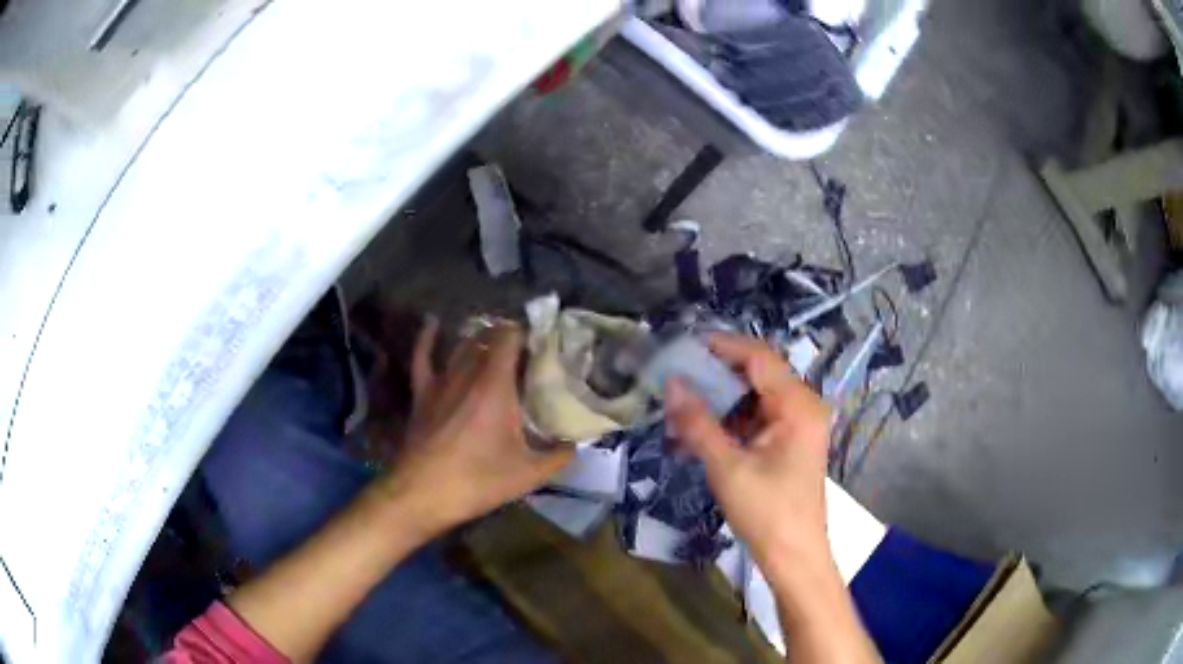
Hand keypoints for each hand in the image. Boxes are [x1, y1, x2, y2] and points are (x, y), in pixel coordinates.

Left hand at [374, 317, 572, 535]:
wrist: (422, 494)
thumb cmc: (477, 481)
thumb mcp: (529, 474)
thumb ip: (559, 455)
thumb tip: (574, 444)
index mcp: (495, 385)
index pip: (510, 337)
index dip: (527, 333)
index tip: (543, 342)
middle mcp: (467, 373)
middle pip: (487, 338)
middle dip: (508, 337)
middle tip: (526, 351)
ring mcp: (441, 381)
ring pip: (461, 346)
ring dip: (479, 339)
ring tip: (495, 342)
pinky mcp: (422, 394)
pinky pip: (423, 357)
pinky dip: (428, 338)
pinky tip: (433, 324)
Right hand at [664, 334, 831, 576]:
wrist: (794, 556)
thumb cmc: (767, 512)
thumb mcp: (728, 467)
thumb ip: (698, 423)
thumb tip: (670, 384)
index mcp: (797, 405)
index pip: (759, 357)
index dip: (722, 346)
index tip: (683, 345)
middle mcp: (803, 406)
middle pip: (758, 374)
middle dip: (717, 374)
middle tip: (676, 375)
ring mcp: (798, 425)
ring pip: (755, 396)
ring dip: (720, 399)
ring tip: (682, 404)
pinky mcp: (789, 443)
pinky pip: (758, 418)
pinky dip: (730, 420)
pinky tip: (701, 429)